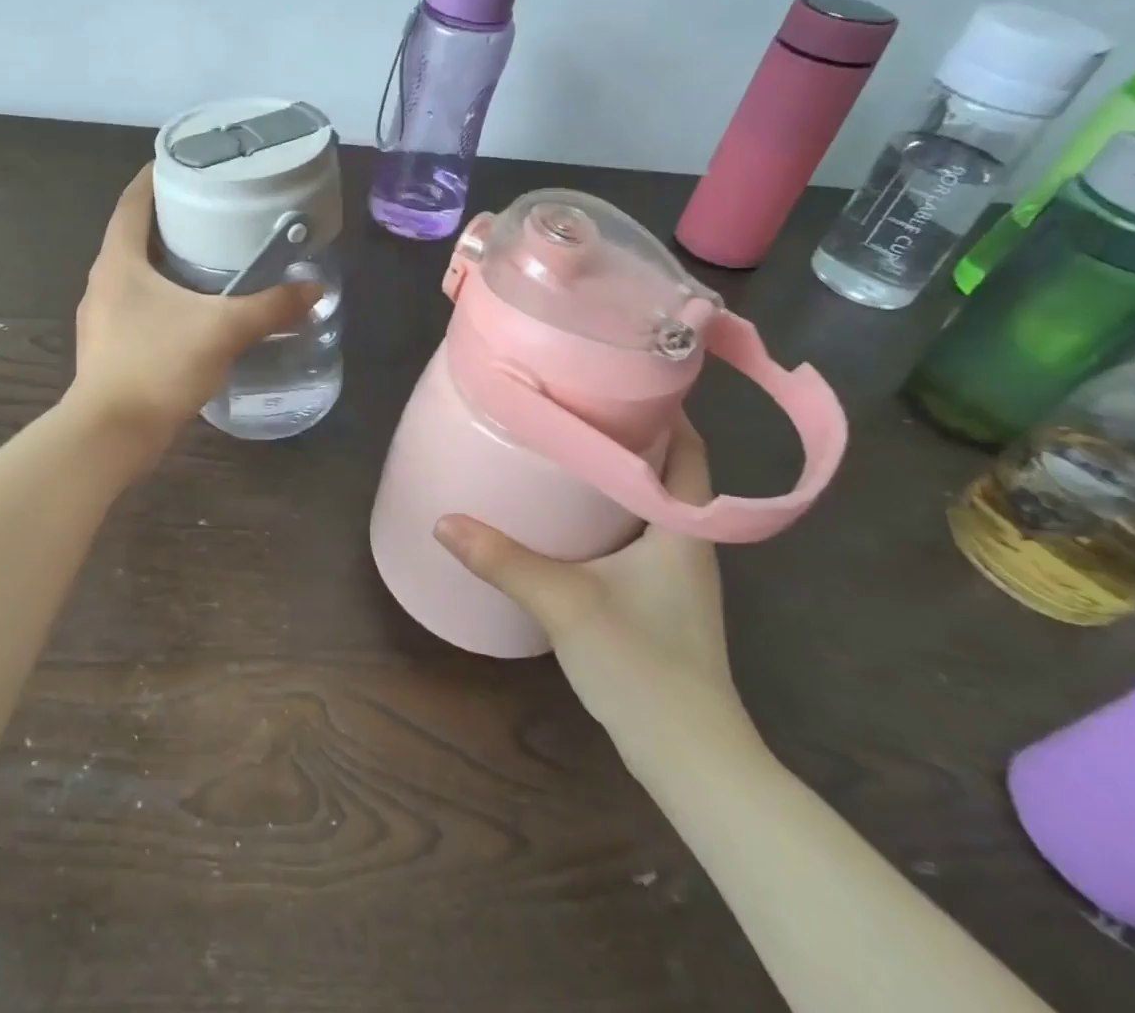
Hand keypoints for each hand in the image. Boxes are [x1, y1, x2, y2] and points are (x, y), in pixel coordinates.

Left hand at [66, 165, 320, 453]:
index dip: (154, 178)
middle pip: (133, 236)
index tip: (183, 164)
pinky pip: (137, 306)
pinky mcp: (108, 347)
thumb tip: (314, 288)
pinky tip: (193, 311)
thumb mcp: (223, 330)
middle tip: (211, 210)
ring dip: (165, 262)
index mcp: (119, 261)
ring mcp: (101, 317)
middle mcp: (103, 281)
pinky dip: (163, 297)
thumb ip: (271, 307)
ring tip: (207, 258)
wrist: (111, 435)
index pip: (132, 203)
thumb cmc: (158, 365)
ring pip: (134, 274)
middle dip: (169, 220)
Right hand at [432, 417, 759, 766]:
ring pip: (651, 505)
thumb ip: (503, 560)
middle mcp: (688, 543)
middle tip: (576, 405)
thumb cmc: (642, 665)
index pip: (687, 450)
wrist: (690, 758)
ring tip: (566, 448)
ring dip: (618, 475)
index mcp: (682, 528)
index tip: (621, 377)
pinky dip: (609, 514)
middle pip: (667, 471)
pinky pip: (638, 536)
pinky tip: (570, 517)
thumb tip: (443, 521)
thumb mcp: (564, 602)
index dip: (665, 410)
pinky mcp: (660, 602)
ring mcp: (676, 576)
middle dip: (629, 435)